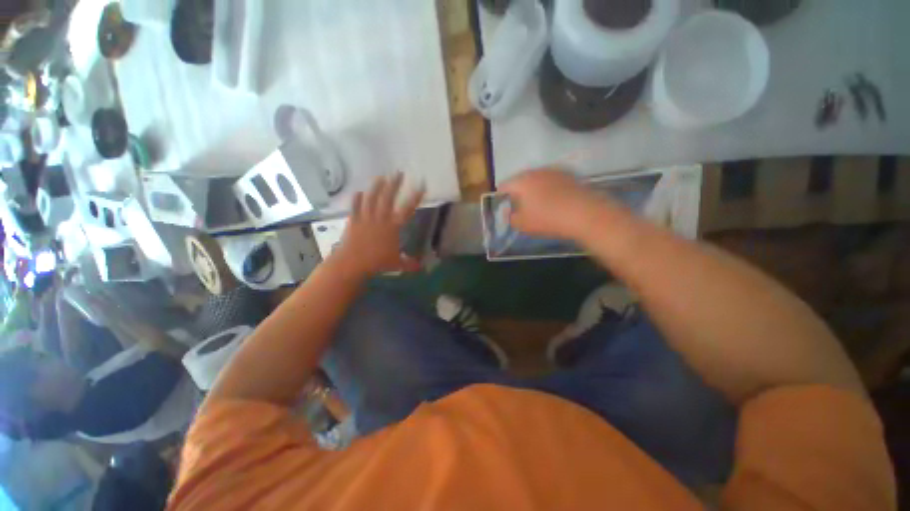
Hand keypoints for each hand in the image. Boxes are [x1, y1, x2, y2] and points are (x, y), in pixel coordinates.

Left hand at [332, 173, 424, 277]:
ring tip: (381, 177)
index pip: (408, 209)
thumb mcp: (397, 264)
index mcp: (393, 226)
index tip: (421, 184)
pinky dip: (357, 199)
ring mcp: (365, 218)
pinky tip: (358, 192)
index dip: (415, 196)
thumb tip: (422, 267)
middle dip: (394, 184)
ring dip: (376, 187)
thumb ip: (410, 264)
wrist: (352, 263)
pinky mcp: (353, 221)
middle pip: (388, 197)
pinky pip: (355, 207)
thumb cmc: (377, 263)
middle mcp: (380, 218)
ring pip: (371, 198)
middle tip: (398, 173)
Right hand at [499, 169, 603, 239]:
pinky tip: (556, 201)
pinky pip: (552, 181)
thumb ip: (511, 218)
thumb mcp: (523, 225)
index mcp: (521, 181)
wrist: (585, 213)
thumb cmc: (548, 219)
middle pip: (520, 180)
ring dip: (534, 190)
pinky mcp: (569, 174)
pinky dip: (549, 189)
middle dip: (518, 193)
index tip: (506, 209)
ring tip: (540, 205)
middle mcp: (536, 171)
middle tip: (521, 208)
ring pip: (537, 179)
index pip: (503, 186)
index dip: (501, 198)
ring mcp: (554, 171)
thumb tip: (509, 212)